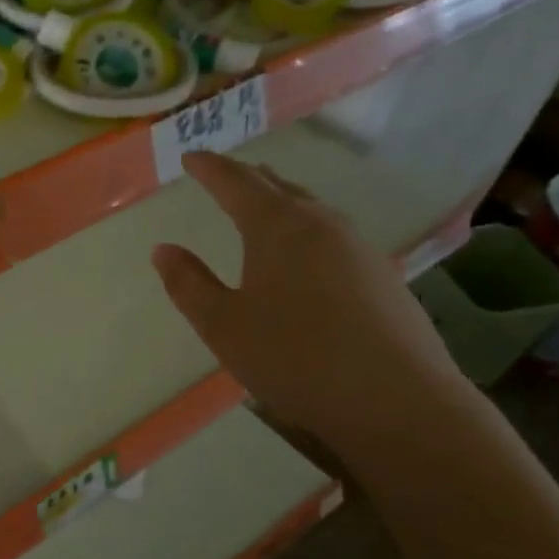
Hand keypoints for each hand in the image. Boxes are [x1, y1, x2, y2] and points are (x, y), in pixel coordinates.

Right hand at [150, 153, 463, 455]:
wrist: (396, 400)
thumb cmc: (294, 357)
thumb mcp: (223, 326)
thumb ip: (188, 284)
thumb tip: (163, 250)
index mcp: (278, 228)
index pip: (236, 183)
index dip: (210, 168)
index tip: (191, 157)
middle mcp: (322, 226)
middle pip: (280, 189)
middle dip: (248, 179)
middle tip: (225, 174)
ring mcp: (360, 249)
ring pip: (312, 212)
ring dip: (283, 203)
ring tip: (264, 208)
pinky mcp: (384, 277)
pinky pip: (334, 238)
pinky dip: (308, 232)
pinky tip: (307, 258)